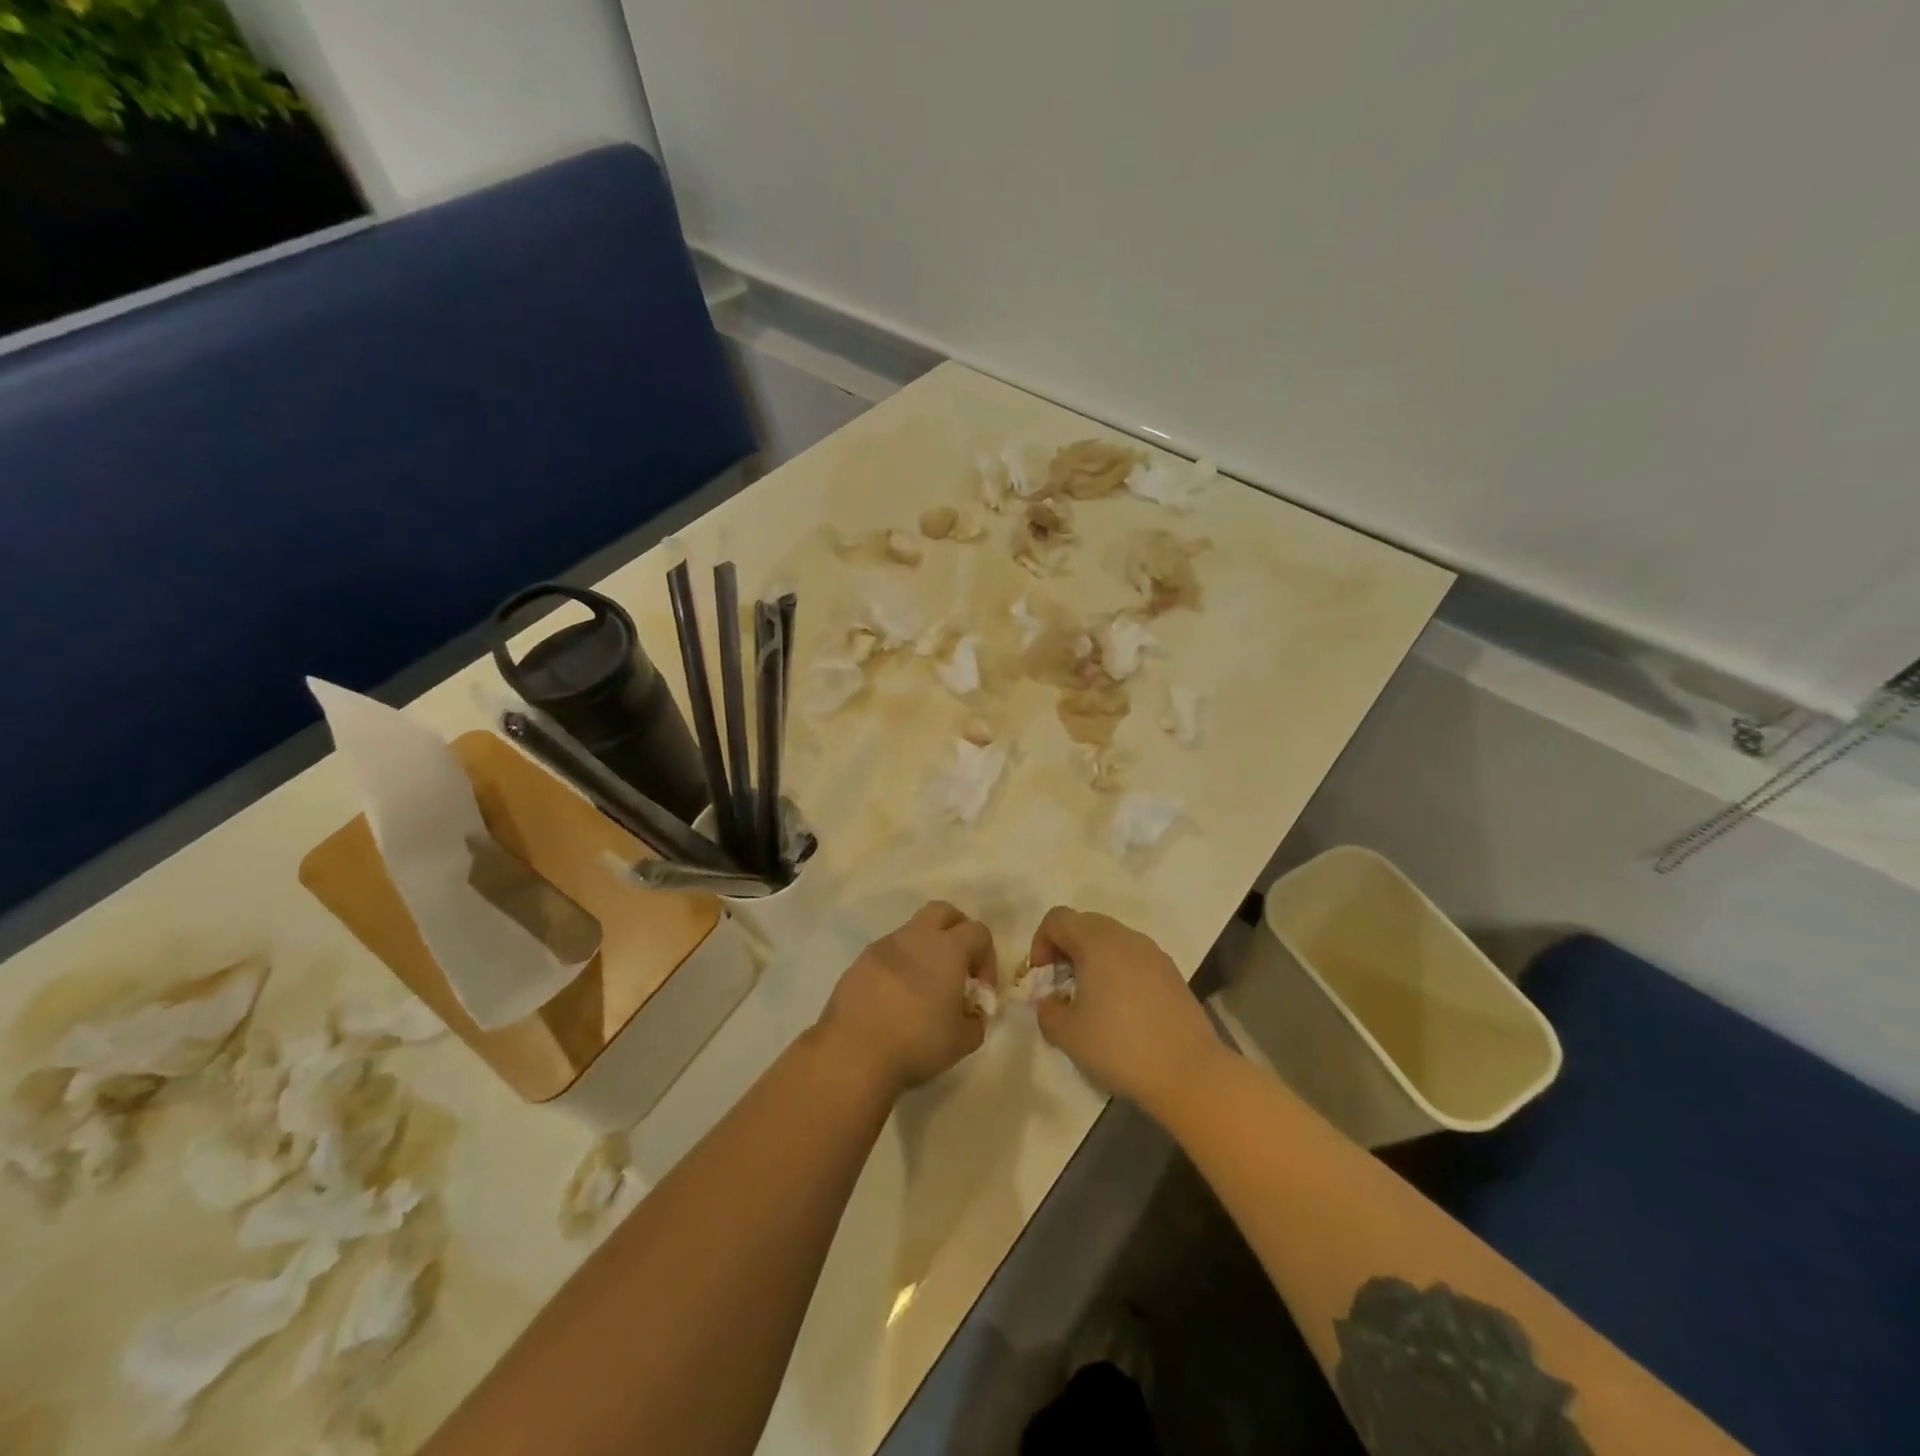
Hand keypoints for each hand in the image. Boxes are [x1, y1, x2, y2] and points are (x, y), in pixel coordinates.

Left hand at [816, 901, 995, 1095]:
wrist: (853, 1052)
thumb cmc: (917, 1042)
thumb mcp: (962, 1041)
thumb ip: (975, 1022)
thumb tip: (973, 1015)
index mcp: (947, 948)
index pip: (978, 931)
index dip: (987, 957)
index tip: (980, 989)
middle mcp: (915, 937)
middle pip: (943, 912)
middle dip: (957, 931)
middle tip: (958, 966)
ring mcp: (883, 947)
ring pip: (912, 932)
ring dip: (925, 950)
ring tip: (924, 989)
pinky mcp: (859, 962)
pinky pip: (887, 954)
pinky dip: (899, 967)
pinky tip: (896, 999)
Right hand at [1030, 907, 1222, 1112]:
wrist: (1188, 1072)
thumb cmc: (1119, 1046)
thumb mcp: (1067, 1034)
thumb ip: (1047, 1011)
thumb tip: (1050, 1002)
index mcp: (1096, 942)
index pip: (1057, 918)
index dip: (1040, 942)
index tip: (1042, 978)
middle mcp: (1125, 937)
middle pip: (1084, 924)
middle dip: (1065, 949)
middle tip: (1062, 987)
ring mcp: (1153, 953)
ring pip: (1111, 940)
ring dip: (1093, 960)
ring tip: (1091, 1000)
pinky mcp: (1171, 972)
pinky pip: (1133, 958)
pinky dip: (1118, 971)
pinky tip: (1121, 1010)